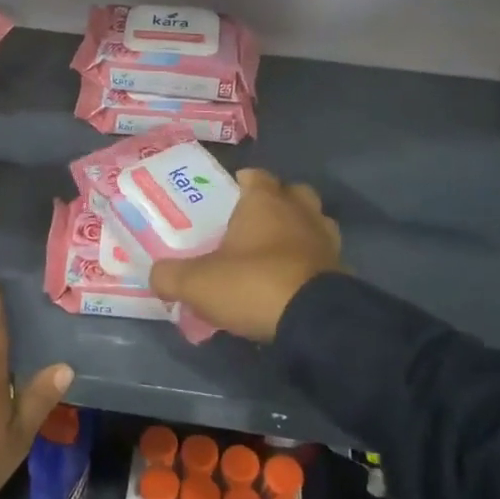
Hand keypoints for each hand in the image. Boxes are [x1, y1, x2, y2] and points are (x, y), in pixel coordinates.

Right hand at [148, 168, 341, 342]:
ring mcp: (327, 239)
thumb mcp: (196, 283)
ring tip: (273, 253)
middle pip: (291, 193)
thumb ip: (169, 276)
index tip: (224, 199)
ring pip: (313, 222)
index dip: (240, 183)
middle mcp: (300, 211)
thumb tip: (157, 276)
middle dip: (275, 203)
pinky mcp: (342, 270)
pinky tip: (291, 281)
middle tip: (251, 225)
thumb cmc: (252, 284)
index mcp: (265, 201)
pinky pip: (322, 256)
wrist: (314, 322)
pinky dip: (309, 263)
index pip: (255, 176)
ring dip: (296, 232)